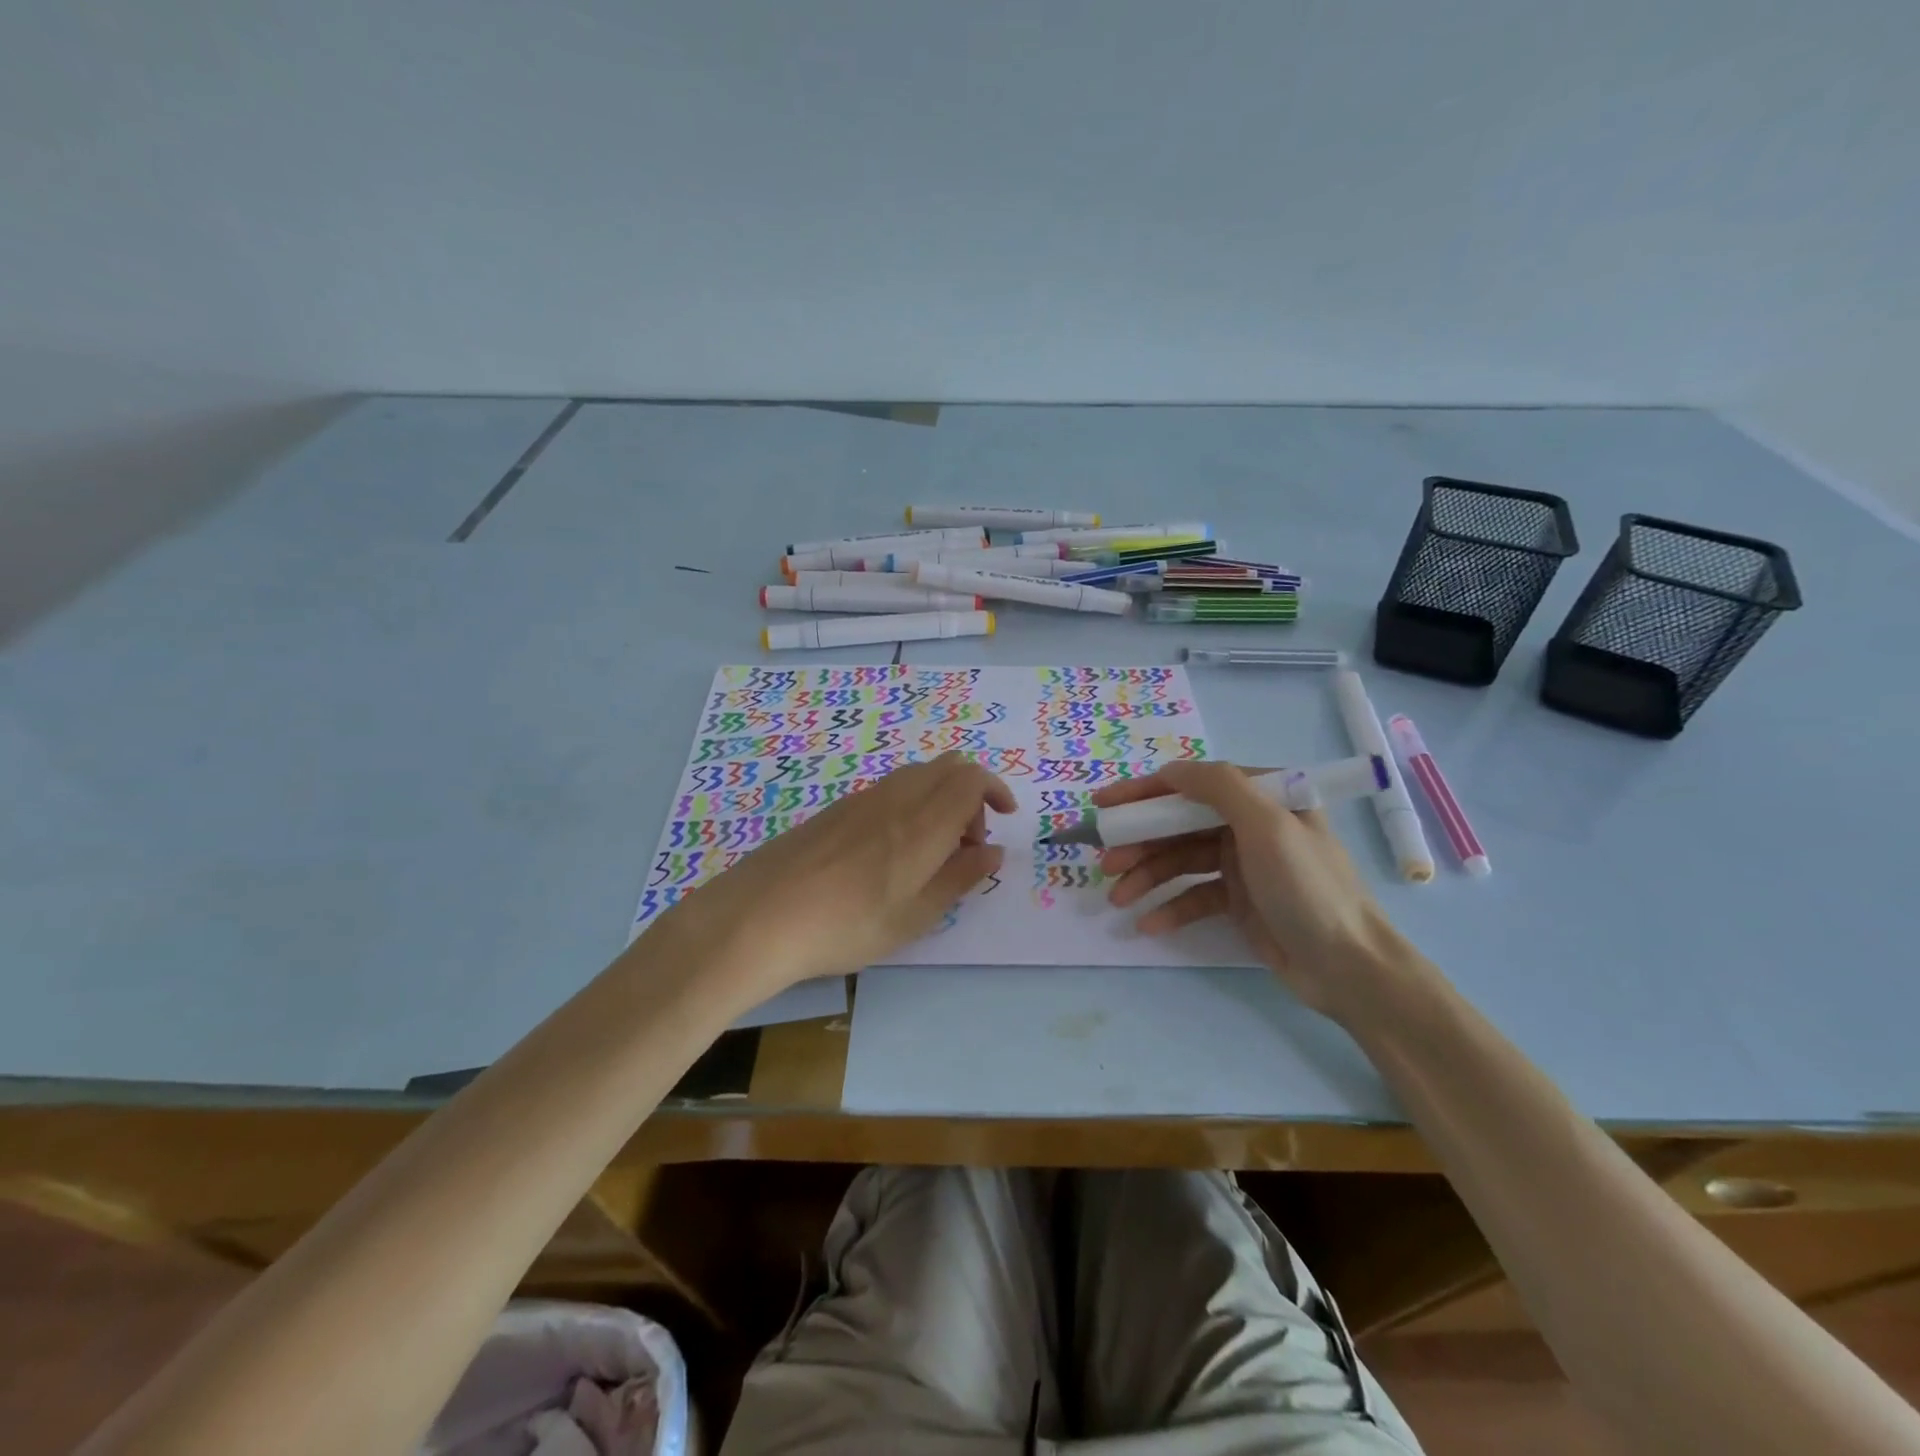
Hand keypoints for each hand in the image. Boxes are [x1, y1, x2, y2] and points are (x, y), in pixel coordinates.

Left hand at [664, 752, 1015, 997]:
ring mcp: (863, 797)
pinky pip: (890, 789)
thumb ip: (960, 878)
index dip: (996, 790)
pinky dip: (911, 805)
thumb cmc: (847, 924)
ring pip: (918, 776)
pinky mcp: (837, 808)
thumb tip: (993, 852)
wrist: (760, 915)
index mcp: (924, 821)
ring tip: (929, 854)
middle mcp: (897, 796)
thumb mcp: (915, 916)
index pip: (972, 777)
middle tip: (965, 845)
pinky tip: (889, 853)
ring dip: (940, 800)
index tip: (1004, 819)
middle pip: (948, 767)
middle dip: (971, 796)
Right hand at [1093, 761, 1415, 1018]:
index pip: (1191, 784)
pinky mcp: (1239, 901)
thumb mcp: (1267, 825)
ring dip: (1147, 877)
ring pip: (1181, 862)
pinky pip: (1194, 896)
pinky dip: (1170, 907)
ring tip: (1118, 899)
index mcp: (1262, 797)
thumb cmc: (1307, 887)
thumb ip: (1219, 787)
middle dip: (1140, 843)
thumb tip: (1171, 770)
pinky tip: (1148, 924)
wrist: (1349, 967)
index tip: (1103, 807)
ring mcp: (1243, 864)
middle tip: (1105, 862)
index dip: (1144, 793)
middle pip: (1180, 825)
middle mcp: (1249, 824)